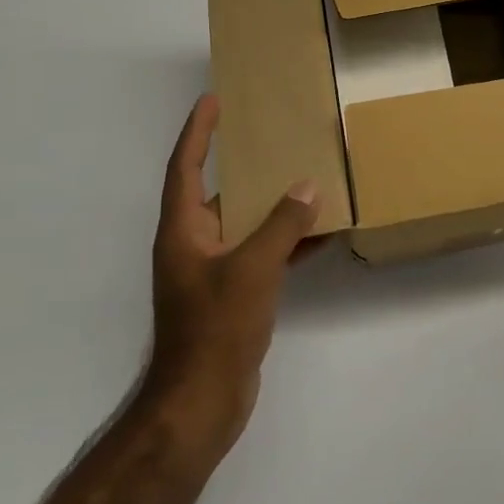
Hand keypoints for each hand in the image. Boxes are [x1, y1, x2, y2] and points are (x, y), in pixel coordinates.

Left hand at [144, 94, 323, 452]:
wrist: (201, 402)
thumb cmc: (216, 327)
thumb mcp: (253, 268)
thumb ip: (282, 225)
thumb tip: (307, 187)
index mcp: (183, 230)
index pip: (185, 167)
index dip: (197, 132)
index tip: (211, 100)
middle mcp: (193, 244)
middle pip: (217, 193)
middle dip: (243, 165)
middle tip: (271, 136)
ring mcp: (212, 272)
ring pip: (244, 225)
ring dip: (272, 206)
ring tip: (306, 178)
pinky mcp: (233, 296)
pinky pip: (260, 255)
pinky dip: (285, 243)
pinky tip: (319, 236)